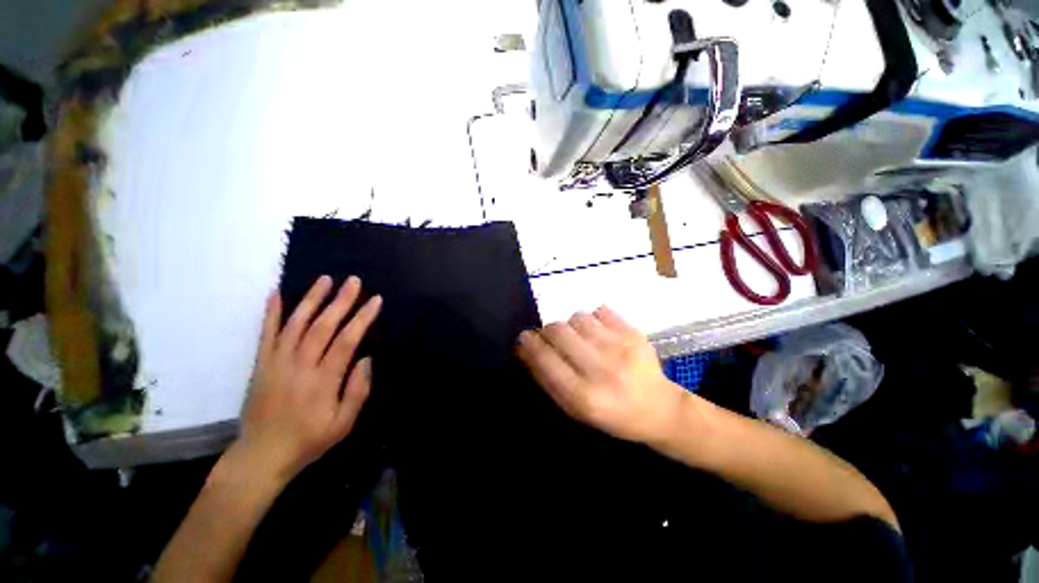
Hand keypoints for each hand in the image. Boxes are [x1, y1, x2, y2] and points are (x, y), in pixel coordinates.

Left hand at [236, 275, 381, 482]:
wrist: (261, 455)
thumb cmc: (309, 440)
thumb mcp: (343, 424)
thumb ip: (358, 391)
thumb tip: (366, 359)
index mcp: (323, 380)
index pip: (346, 341)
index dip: (362, 318)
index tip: (375, 300)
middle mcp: (299, 366)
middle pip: (322, 326)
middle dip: (340, 301)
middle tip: (354, 281)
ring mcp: (277, 363)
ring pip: (296, 324)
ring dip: (311, 299)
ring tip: (325, 279)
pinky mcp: (262, 364)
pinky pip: (266, 334)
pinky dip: (271, 313)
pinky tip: (276, 293)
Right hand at [516, 306, 686, 444]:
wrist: (659, 408)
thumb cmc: (611, 414)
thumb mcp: (574, 409)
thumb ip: (546, 378)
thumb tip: (524, 348)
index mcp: (584, 396)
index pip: (545, 359)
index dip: (529, 344)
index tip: (524, 337)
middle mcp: (602, 369)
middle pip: (559, 331)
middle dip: (547, 331)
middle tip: (551, 337)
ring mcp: (621, 348)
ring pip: (577, 317)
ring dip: (570, 324)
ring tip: (578, 336)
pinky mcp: (635, 333)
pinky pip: (600, 310)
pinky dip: (592, 319)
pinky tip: (598, 332)